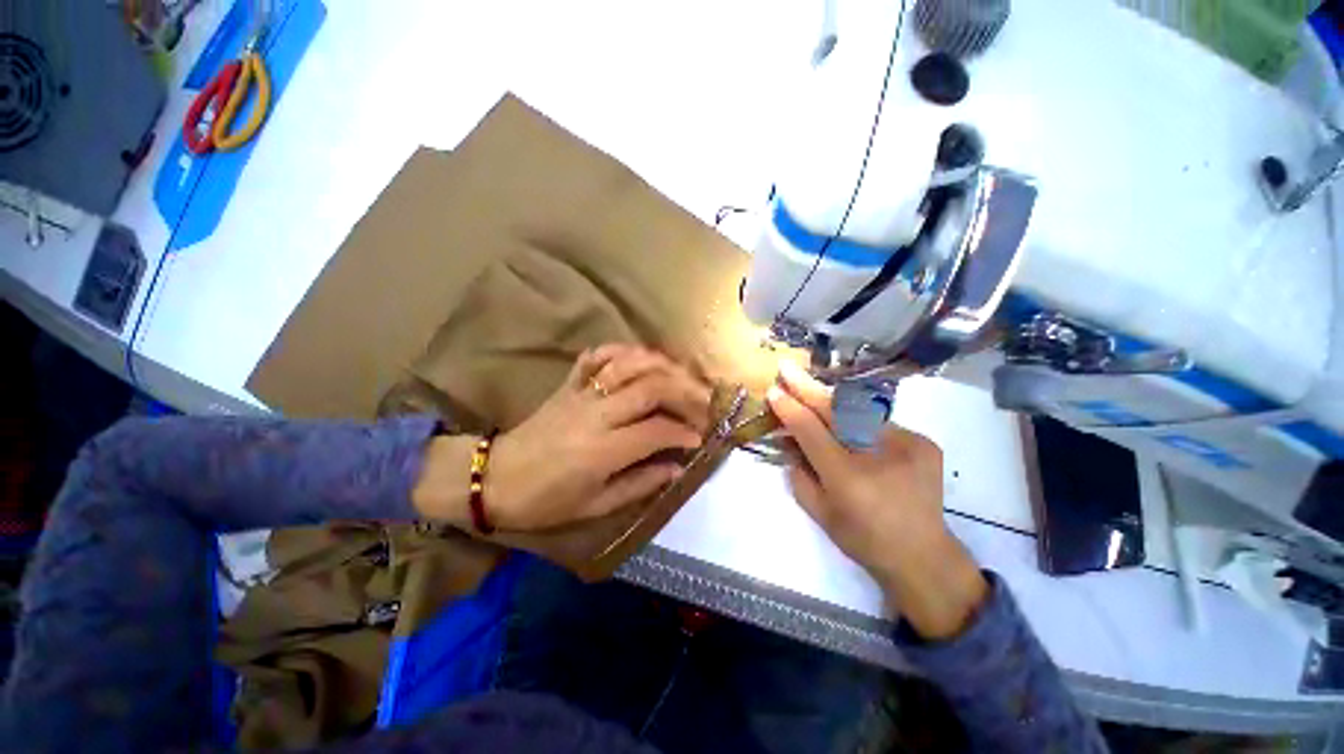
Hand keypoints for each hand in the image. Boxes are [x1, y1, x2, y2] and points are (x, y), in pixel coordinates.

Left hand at [414, 345, 711, 530]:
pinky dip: (623, 350)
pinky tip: (641, 358)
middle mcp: (595, 414)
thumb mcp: (595, 506)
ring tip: (683, 375)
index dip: (684, 431)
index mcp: (602, 450)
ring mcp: (580, 393)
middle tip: (703, 401)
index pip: (656, 430)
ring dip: (662, 364)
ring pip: (628, 364)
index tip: (700, 437)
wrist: (495, 478)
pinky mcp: (568, 383)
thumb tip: (676, 468)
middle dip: (686, 391)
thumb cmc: (545, 501)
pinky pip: (597, 356)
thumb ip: (640, 484)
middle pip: (650, 387)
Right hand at [766, 361, 987, 639]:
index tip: (773, 391)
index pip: (811, 431)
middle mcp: (879, 455)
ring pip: (857, 411)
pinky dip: (855, 419)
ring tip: (810, 388)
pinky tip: (846, 423)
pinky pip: (877, 422)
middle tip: (787, 368)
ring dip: (829, 400)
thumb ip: (798, 473)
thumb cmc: (863, 540)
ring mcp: (907, 445)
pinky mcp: (923, 442)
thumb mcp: (819, 512)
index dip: (789, 408)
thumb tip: (789, 441)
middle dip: (807, 387)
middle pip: (835, 411)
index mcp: (848, 478)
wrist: (924, 556)